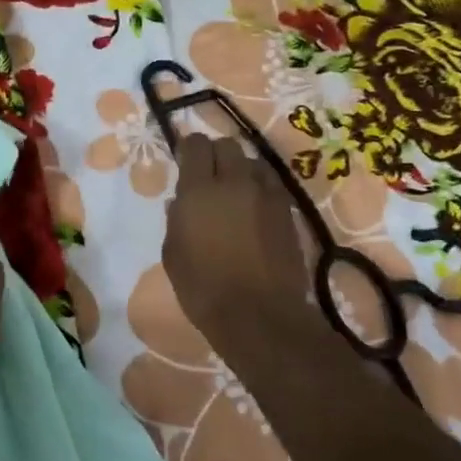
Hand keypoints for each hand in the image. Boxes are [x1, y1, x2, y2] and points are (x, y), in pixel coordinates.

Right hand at [163, 133, 319, 360]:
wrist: (259, 315)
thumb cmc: (204, 288)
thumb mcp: (173, 254)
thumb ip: (175, 220)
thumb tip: (180, 202)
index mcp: (199, 190)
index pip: (196, 145)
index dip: (189, 148)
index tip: (185, 161)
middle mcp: (234, 182)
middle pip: (228, 145)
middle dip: (216, 154)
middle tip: (209, 175)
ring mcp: (266, 195)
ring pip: (254, 162)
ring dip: (241, 169)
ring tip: (236, 191)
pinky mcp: (287, 211)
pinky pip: (272, 184)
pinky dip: (261, 188)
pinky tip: (255, 209)